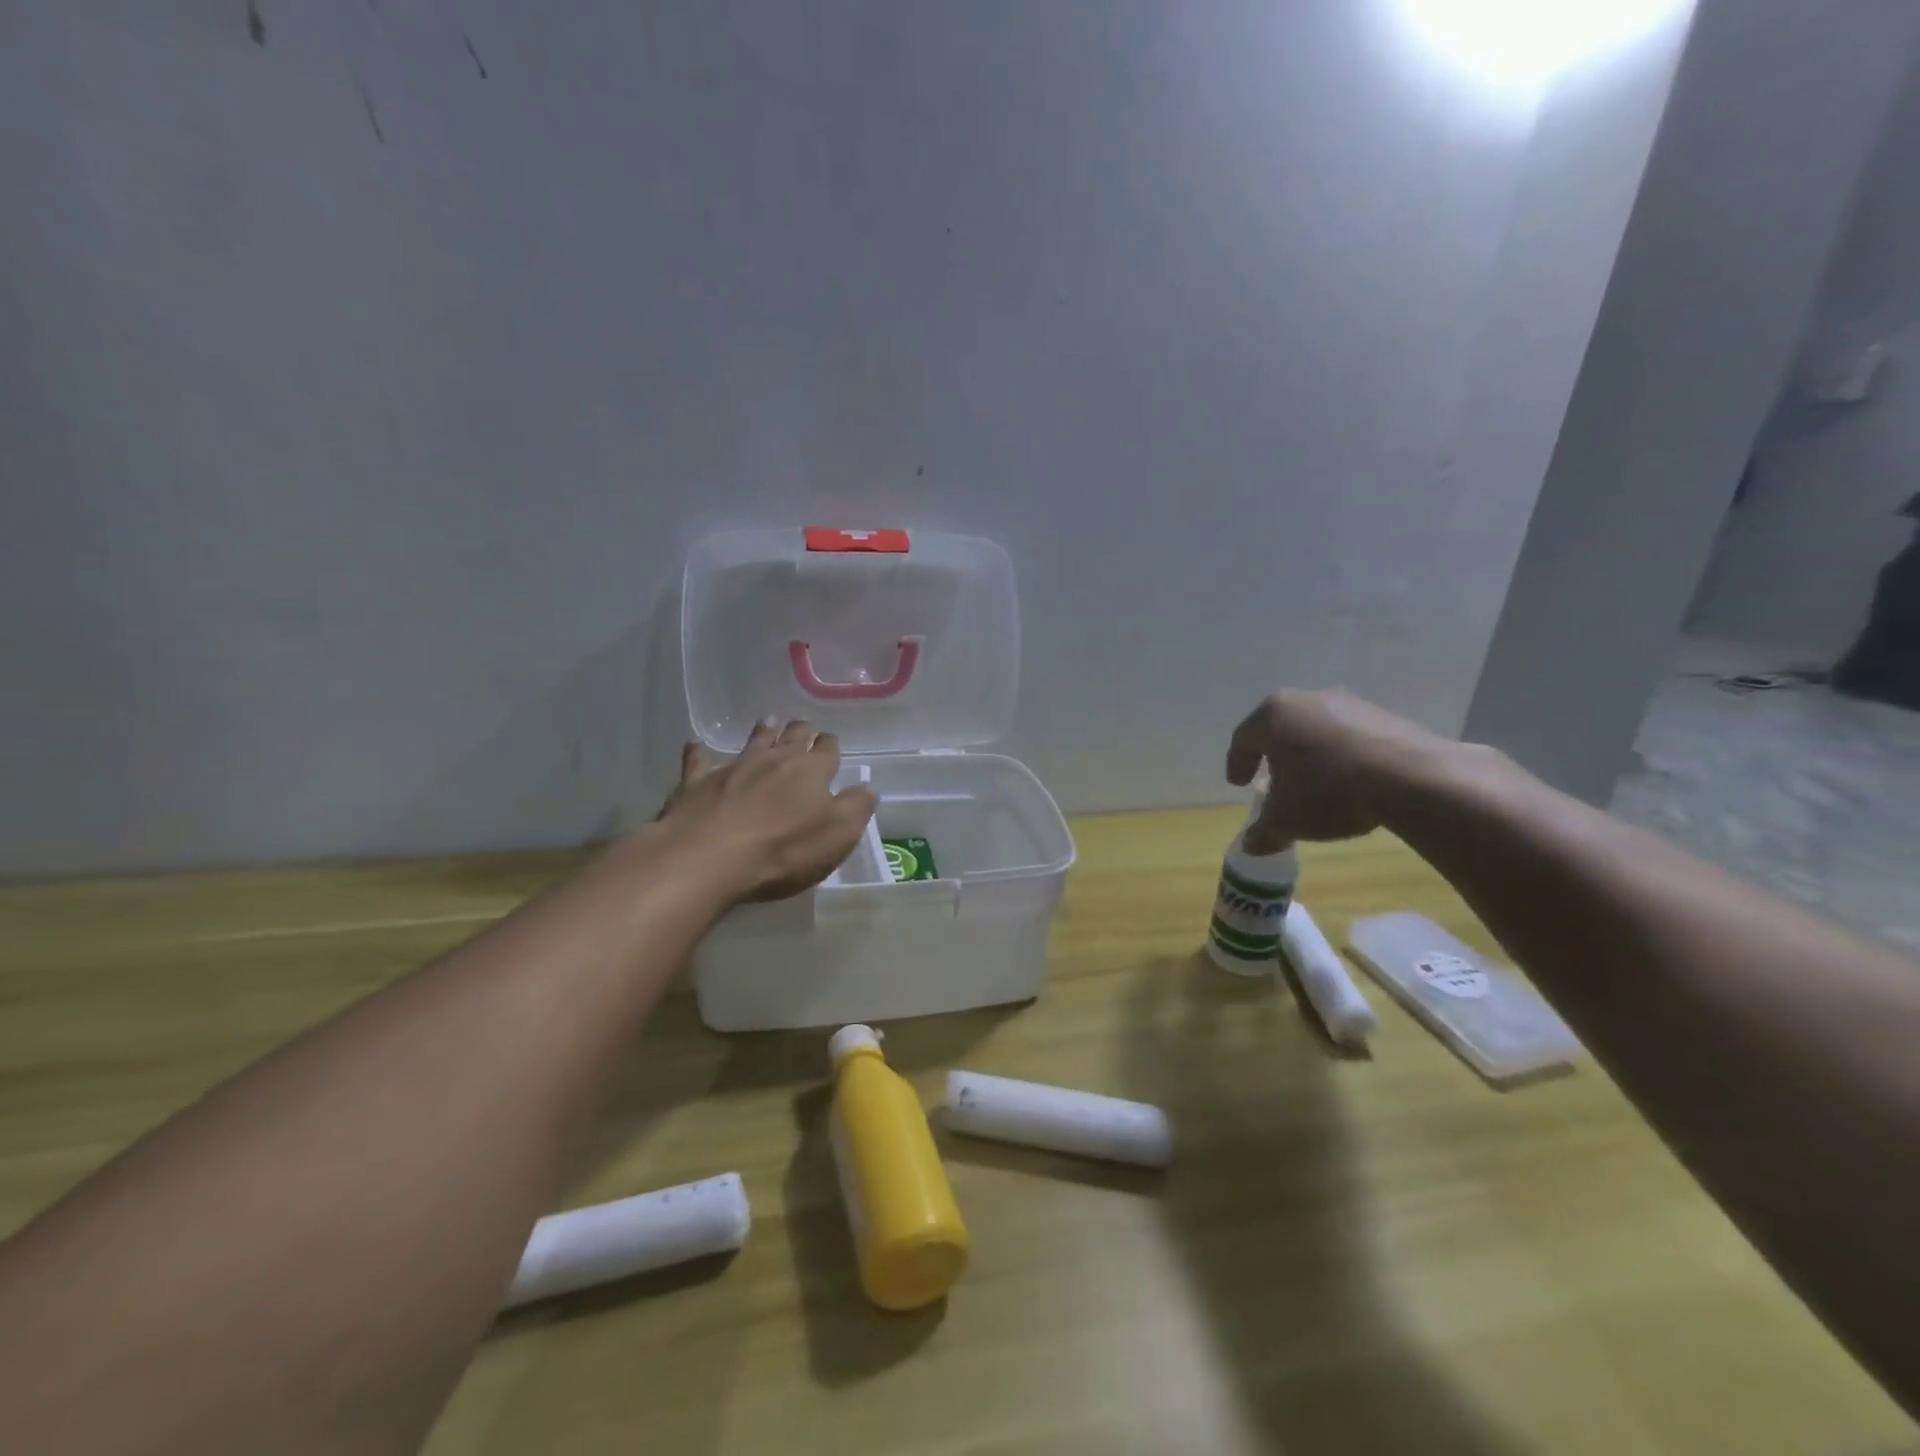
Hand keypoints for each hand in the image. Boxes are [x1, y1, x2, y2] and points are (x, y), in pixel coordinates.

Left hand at [656, 719, 878, 903]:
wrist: (708, 857)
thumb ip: (856, 808)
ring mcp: (733, 768)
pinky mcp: (697, 784)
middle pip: (791, 737)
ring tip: (767, 722)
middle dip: (800, 731)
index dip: (830, 746)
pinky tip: (694, 746)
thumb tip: (868, 787)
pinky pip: (697, 762)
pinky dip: (698, 753)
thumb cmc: (784, 849)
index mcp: (811, 771)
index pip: (827, 750)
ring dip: (762, 732)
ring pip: (752, 742)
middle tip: (803, 726)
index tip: (830, 744)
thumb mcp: (838, 835)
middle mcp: (774, 760)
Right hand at [1226, 688, 1459, 848]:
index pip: (1242, 740)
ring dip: (1310, 754)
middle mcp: (1306, 699)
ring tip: (1315, 784)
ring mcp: (1348, 703)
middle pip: (1279, 729)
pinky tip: (1351, 781)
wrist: (1411, 778)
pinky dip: (1342, 755)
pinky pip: (1349, 735)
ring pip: (1316, 730)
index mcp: (1272, 715)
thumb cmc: (1328, 791)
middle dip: (1273, 756)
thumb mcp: (1287, 820)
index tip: (1239, 785)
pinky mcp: (1384, 714)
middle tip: (1272, 780)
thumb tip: (1251, 845)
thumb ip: (1263, 831)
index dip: (1237, 764)